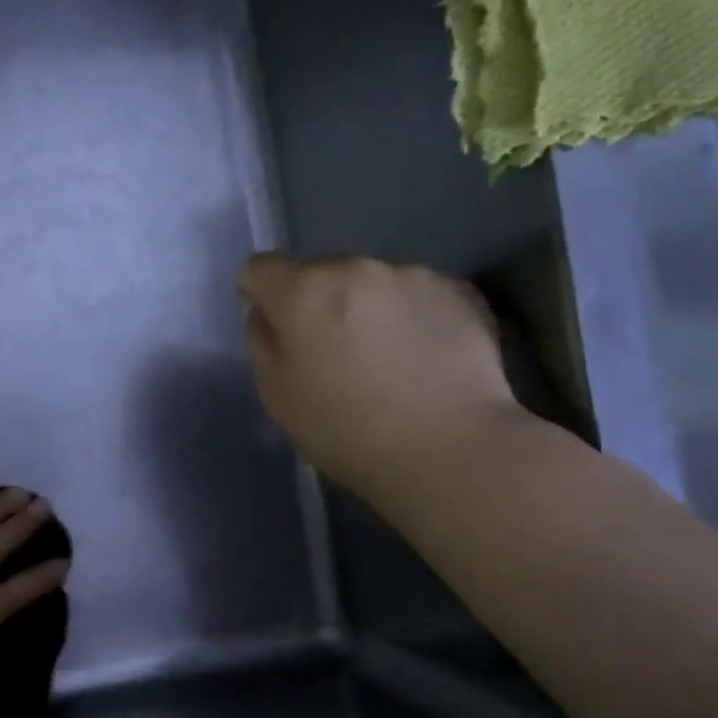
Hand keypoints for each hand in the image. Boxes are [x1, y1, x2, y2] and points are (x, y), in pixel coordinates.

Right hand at [236, 253, 521, 509]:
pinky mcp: (460, 291)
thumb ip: (264, 344)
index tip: (271, 323)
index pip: (260, 268)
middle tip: (331, 352)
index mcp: (304, 292)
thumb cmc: (346, 431)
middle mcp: (356, 268)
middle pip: (319, 273)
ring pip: (370, 284)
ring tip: (384, 359)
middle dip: (317, 302)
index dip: (257, 293)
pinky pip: (416, 296)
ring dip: (366, 308)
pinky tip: (422, 360)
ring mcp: (413, 275)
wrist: (451, 448)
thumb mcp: (278, 397)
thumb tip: (269, 315)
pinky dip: (410, 317)